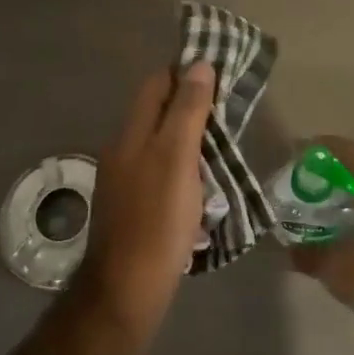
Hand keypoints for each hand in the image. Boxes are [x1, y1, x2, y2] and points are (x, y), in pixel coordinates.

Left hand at [79, 62, 213, 324]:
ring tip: (224, 149)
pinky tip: (205, 189)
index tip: (220, 75)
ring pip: (162, 146)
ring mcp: (126, 182)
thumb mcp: (177, 158)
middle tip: (230, 114)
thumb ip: (186, 111)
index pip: (156, 85)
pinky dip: (185, 173)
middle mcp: (123, 152)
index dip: (185, 74)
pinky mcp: (135, 209)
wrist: (127, 289)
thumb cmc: (157, 219)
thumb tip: (197, 65)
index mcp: (131, 134)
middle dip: (192, 108)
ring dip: (192, 142)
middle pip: (158, 114)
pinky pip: (163, 176)